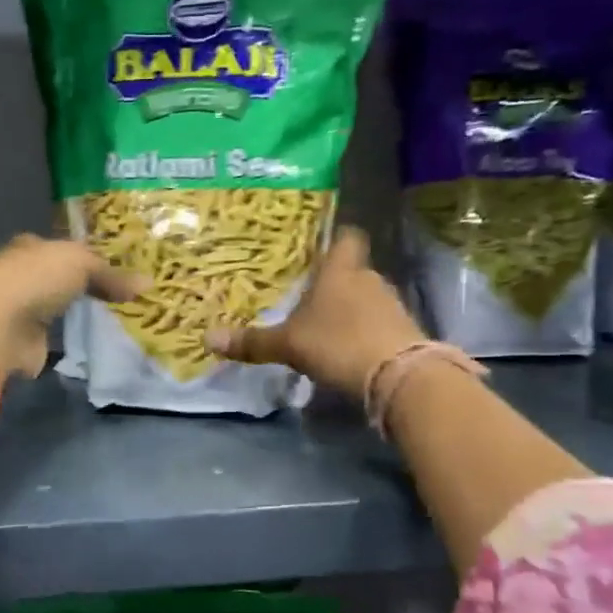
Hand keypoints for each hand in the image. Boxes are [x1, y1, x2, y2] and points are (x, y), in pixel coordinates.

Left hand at [0, 234, 140, 379]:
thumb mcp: (81, 264)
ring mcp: (21, 311)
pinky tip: (89, 344)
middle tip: (117, 297)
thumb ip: (111, 275)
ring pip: (55, 310)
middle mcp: (22, 276)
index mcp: (31, 248)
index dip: (85, 257)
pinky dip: (66, 342)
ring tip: (110, 320)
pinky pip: (53, 340)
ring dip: (73, 315)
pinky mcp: (24, 343)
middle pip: (57, 280)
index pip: (61, 249)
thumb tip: (147, 284)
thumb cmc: (37, 279)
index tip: (113, 269)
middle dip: (80, 288)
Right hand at [205, 226, 427, 399]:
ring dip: (351, 309)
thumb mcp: (288, 344)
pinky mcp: (404, 331)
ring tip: (327, 328)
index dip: (335, 240)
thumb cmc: (337, 343)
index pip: (346, 238)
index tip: (320, 249)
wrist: (397, 375)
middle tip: (310, 298)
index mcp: (340, 271)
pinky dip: (365, 331)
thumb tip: (208, 339)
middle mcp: (369, 279)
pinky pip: (379, 323)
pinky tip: (348, 350)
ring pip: (367, 297)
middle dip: (335, 283)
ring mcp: (391, 304)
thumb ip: (252, 342)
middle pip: (353, 271)